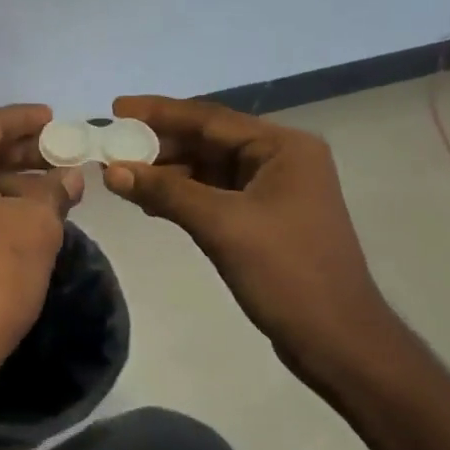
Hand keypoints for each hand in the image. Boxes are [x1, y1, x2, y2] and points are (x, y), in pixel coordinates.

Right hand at [103, 95, 409, 391]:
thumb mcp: (221, 225)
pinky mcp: (262, 218)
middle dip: (159, 143)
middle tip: (111, 144)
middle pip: (208, 139)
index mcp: (282, 148)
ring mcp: (272, 190)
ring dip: (166, 171)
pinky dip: (181, 194)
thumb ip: (165, 192)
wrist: (337, 342)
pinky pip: (212, 194)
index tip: (116, 108)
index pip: (210, 118)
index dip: (159, 112)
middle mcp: (280, 160)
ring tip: (120, 173)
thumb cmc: (287, 273)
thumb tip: (112, 169)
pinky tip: (148, 201)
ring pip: (207, 168)